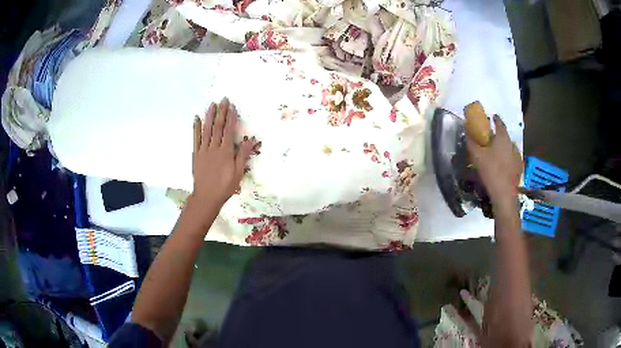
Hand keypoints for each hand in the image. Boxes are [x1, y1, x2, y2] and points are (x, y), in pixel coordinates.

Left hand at [191, 98, 254, 209]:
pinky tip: (197, 119)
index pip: (228, 131)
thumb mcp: (238, 173)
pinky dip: (196, 128)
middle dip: (221, 112)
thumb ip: (242, 155)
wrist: (206, 196)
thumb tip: (250, 140)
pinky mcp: (196, 154)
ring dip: (209, 116)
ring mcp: (203, 150)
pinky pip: (196, 138)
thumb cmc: (225, 186)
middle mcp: (214, 148)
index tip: (232, 107)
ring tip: (211, 105)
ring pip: (207, 130)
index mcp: (225, 152)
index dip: (230, 118)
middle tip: (223, 100)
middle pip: (218, 127)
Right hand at [467, 115, 521, 206]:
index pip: (499, 123)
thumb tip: (466, 133)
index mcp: (503, 138)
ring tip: (494, 153)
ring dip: (502, 147)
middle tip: (489, 139)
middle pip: (504, 135)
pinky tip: (501, 165)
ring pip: (508, 147)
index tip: (491, 117)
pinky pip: (511, 158)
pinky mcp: (519, 168)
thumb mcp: (477, 157)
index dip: (494, 119)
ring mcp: (517, 156)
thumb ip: (471, 143)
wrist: (504, 194)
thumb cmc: (491, 171)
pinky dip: (506, 158)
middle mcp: (512, 144)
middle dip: (496, 135)